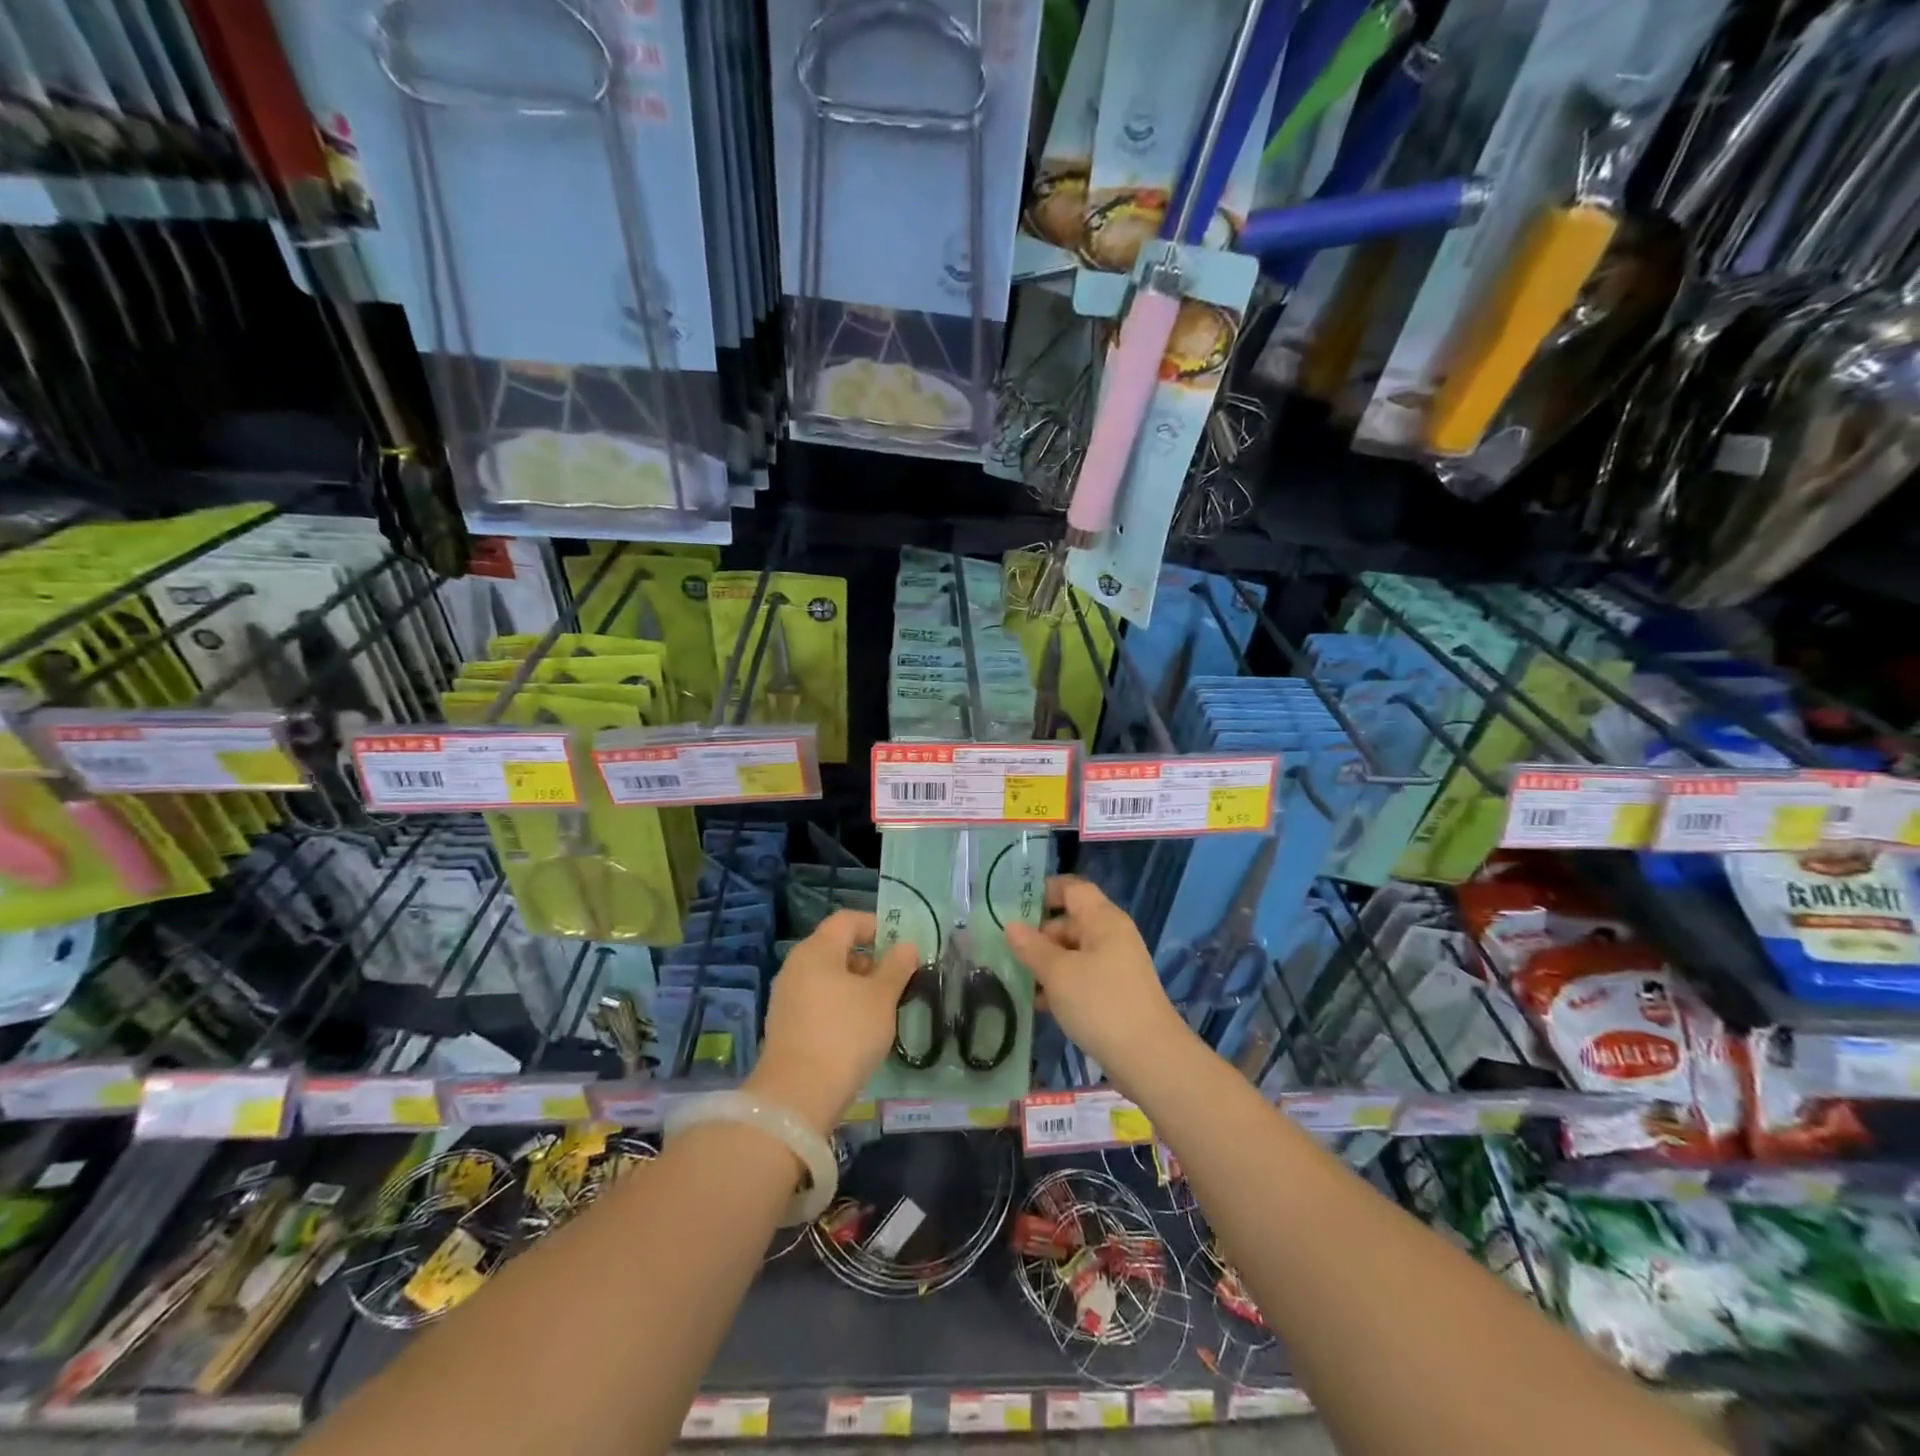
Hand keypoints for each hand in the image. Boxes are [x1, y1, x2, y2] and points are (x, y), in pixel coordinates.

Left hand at [747, 910, 918, 1133]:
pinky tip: (859, 1029)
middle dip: (869, 959)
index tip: (901, 944)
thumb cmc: (845, 1034)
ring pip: (827, 977)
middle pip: (836, 948)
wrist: (797, 1095)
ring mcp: (786, 997)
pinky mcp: (785, 1026)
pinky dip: (840, 1005)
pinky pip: (818, 1001)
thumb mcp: (881, 998)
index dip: (876, 925)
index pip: (847, 920)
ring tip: (883, 1006)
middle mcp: (796, 966)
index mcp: (817, 950)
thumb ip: (896, 967)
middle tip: (897, 978)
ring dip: (855, 985)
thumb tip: (906, 946)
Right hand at [1004, 875, 1190, 1092]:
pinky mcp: (1113, 993)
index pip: (1072, 888)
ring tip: (1013, 979)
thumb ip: (1032, 948)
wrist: (1149, 1059)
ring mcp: (1114, 966)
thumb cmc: (1101, 1004)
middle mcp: (1111, 936)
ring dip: (1045, 963)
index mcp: (1103, 920)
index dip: (1043, 891)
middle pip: (1069, 921)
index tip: (1012, 906)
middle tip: (1004, 951)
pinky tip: (1037, 1003)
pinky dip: (1059, 984)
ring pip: (1072, 952)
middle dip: (1037, 935)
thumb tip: (1011, 926)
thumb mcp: (1059, 973)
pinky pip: (1080, 977)